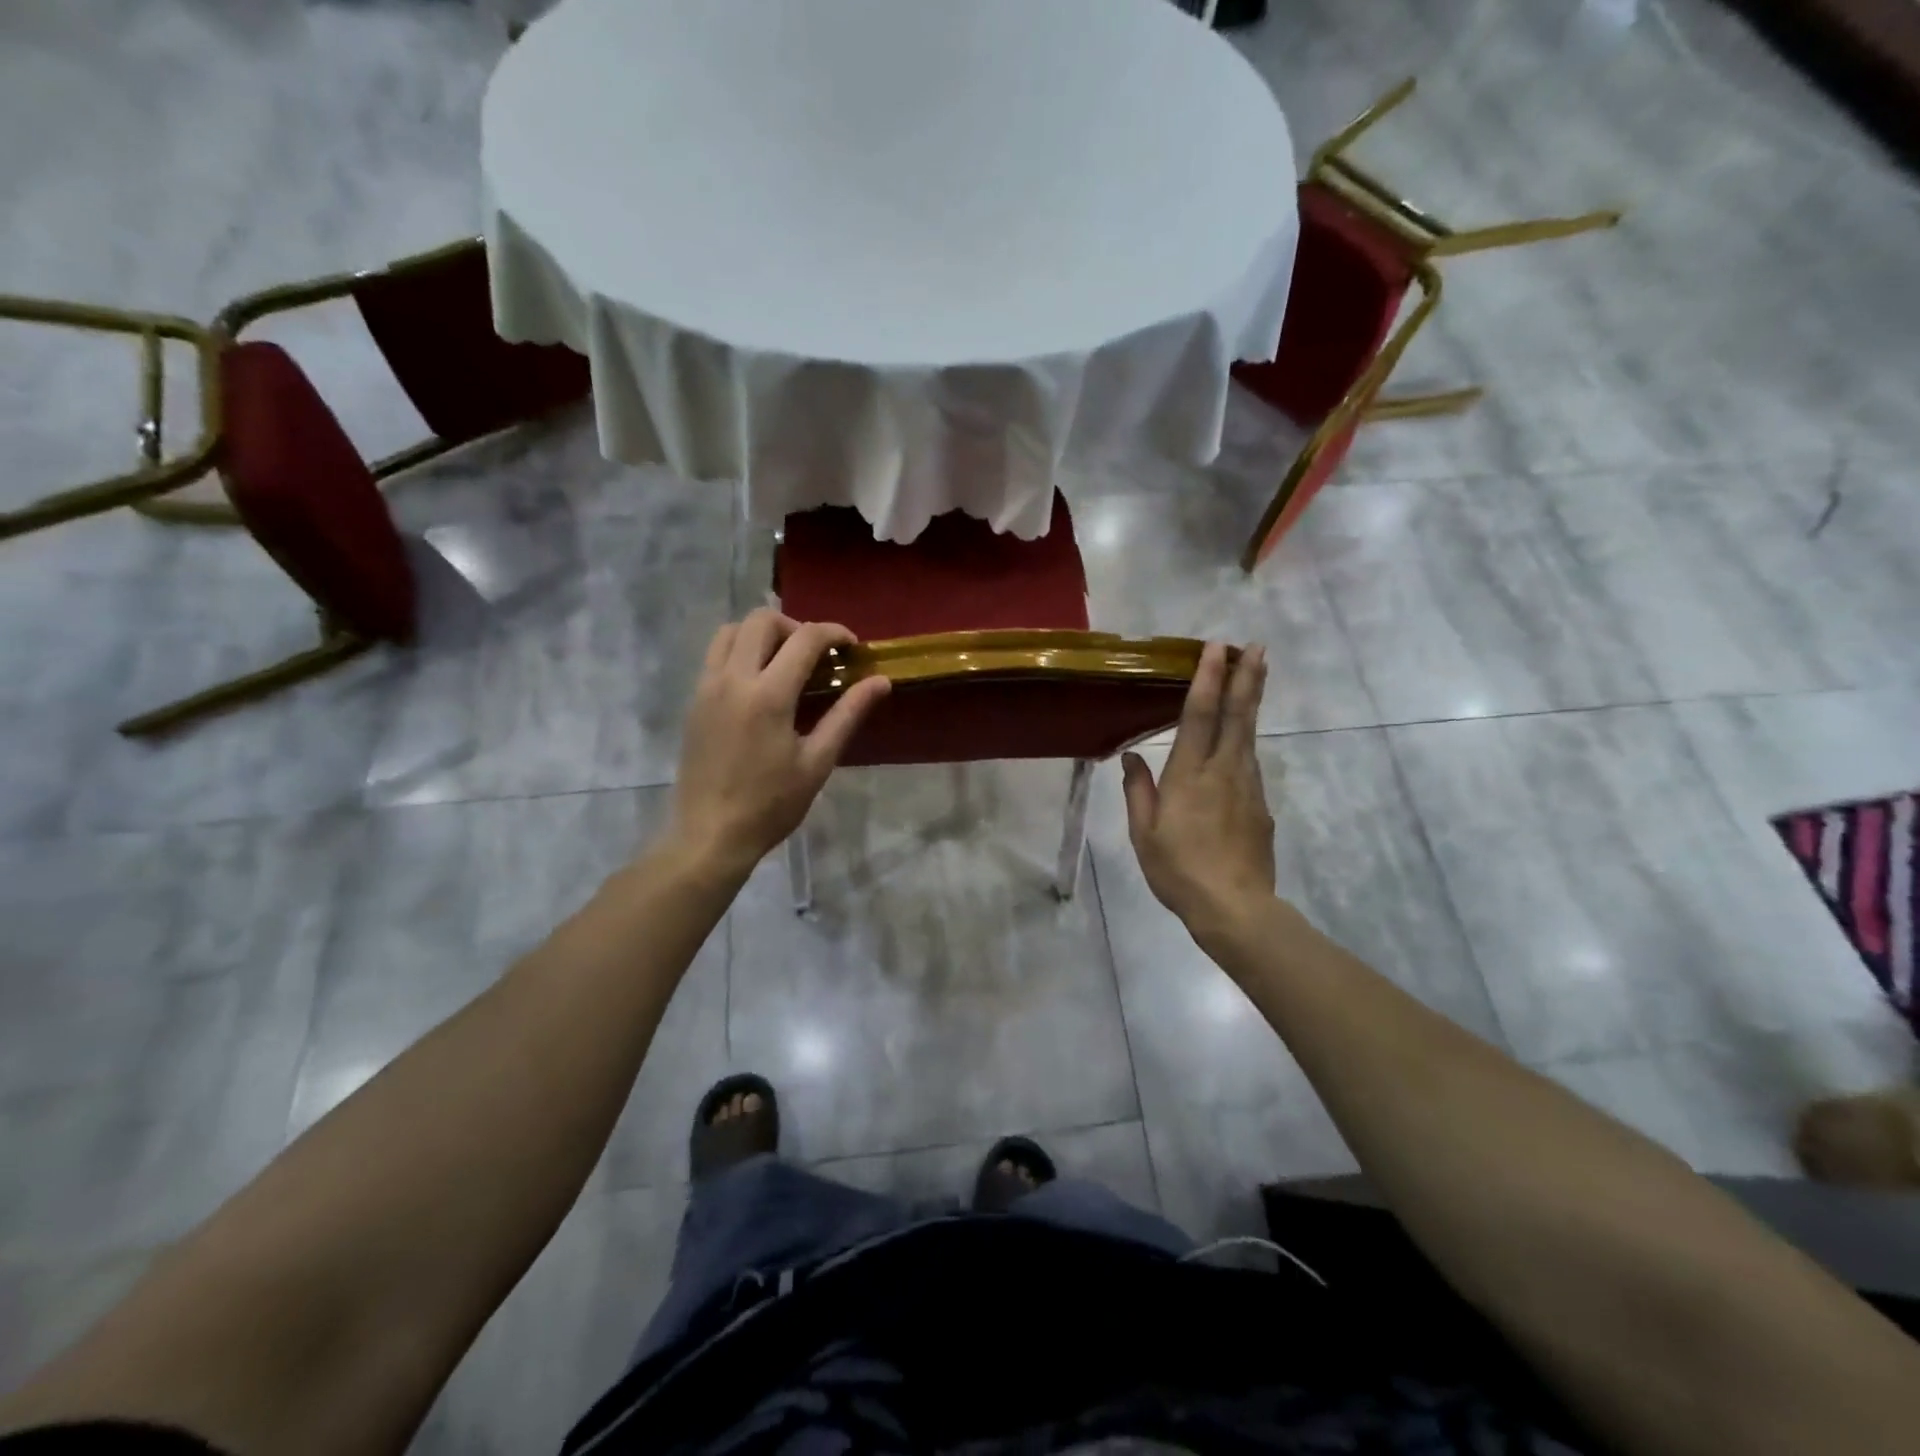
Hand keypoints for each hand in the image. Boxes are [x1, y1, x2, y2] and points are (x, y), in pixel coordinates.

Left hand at [665, 609, 889, 880]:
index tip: (852, 647)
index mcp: (768, 695)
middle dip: (797, 627)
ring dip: (763, 633)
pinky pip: (715, 654)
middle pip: (762, 619)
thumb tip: (880, 681)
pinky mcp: (694, 700)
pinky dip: (740, 650)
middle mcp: (733, 679)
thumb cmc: (771, 804)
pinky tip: (759, 682)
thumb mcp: (818, 762)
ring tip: (785, 662)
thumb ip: (848, 714)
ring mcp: (707, 687)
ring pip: (732, 630)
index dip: (834, 633)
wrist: (710, 834)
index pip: (805, 638)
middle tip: (817, 656)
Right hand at [1122, 643, 1275, 949]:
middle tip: (1257, 646)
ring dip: (1251, 701)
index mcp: (1190, 775)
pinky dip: (1245, 741)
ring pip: (1248, 735)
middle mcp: (1224, 771)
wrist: (1235, 908)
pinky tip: (1237, 744)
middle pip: (1239, 715)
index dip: (1209, 678)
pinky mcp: (1261, 805)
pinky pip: (1249, 764)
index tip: (1216, 647)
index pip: (1200, 715)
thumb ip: (1138, 791)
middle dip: (1248, 677)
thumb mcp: (1143, 834)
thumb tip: (1131, 757)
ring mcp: (1248, 786)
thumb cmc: (1179, 870)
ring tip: (1254, 675)